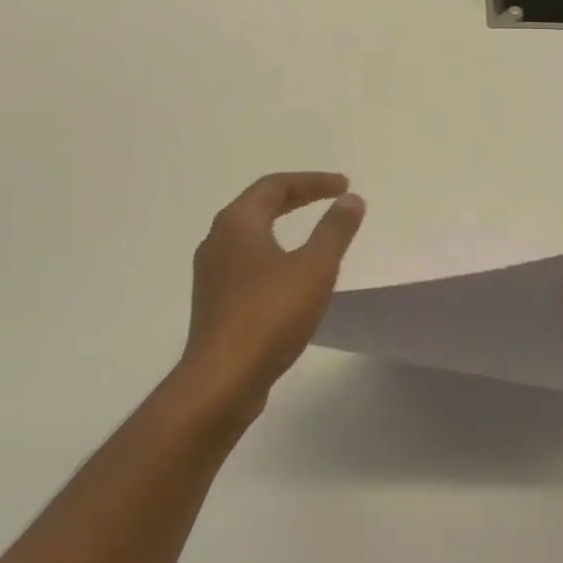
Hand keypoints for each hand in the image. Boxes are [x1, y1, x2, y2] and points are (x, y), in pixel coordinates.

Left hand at [175, 172, 365, 424]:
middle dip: (297, 198)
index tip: (344, 186)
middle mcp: (217, 241)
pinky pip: (248, 263)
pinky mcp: (215, 303)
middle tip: (331, 198)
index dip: (312, 181)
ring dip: (283, 227)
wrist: (222, 380)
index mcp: (237, 224)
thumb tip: (350, 200)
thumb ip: (335, 230)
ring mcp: (212, 274)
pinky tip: (291, 276)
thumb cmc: (270, 315)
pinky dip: (274, 255)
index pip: (275, 186)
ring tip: (313, 234)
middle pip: (259, 206)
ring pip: (251, 236)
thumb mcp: (315, 267)